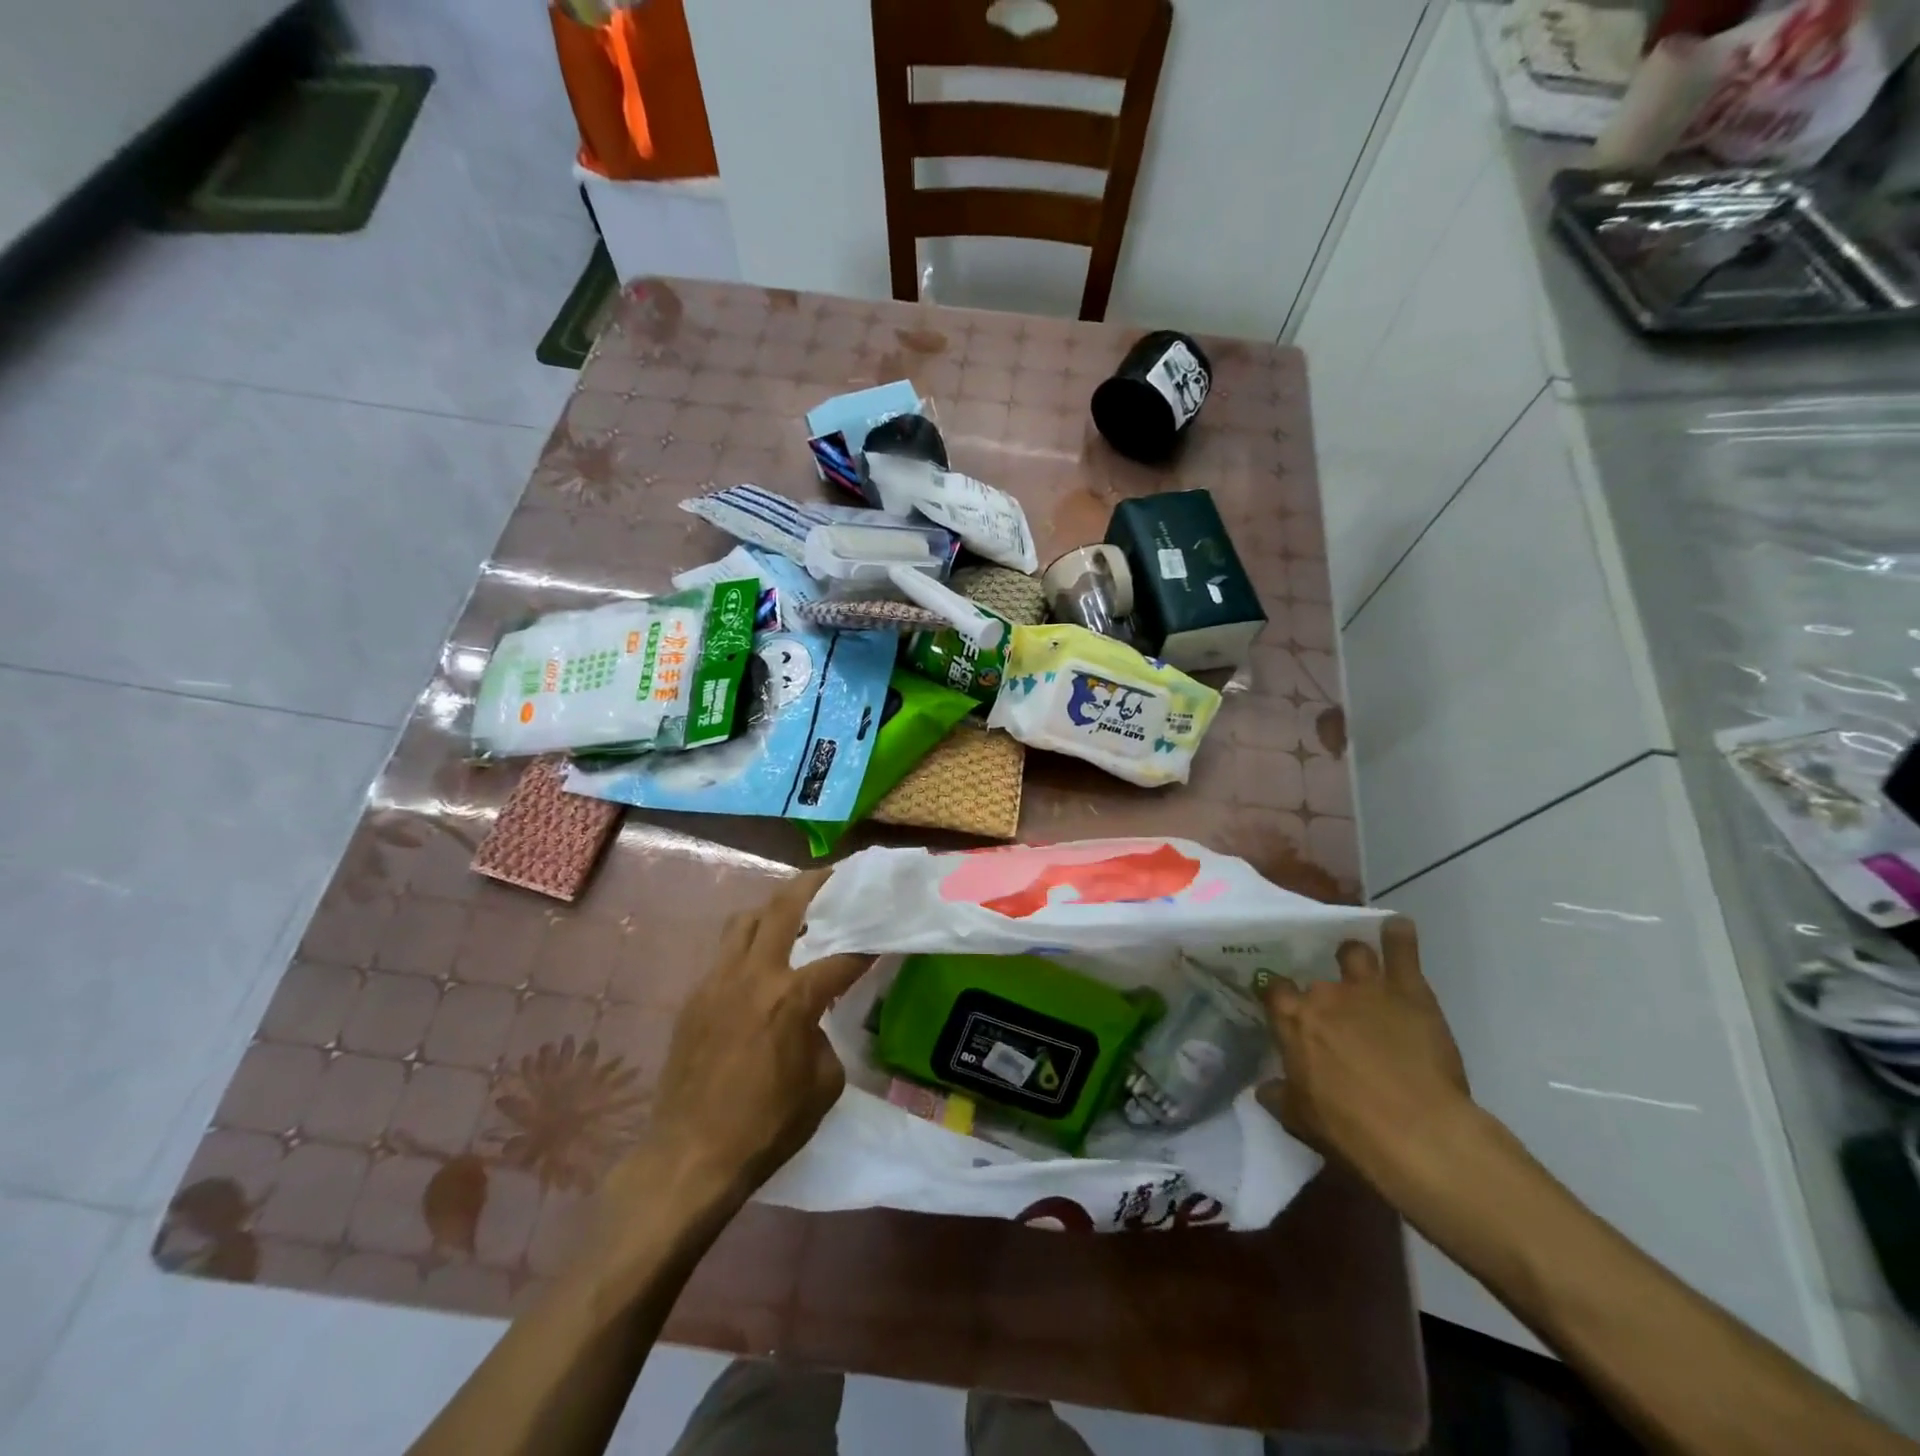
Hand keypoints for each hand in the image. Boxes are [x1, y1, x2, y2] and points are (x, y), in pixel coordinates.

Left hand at [641, 873, 873, 1198]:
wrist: (689, 1157)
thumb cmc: (766, 1126)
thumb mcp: (823, 1084)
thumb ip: (824, 1036)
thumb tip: (813, 1020)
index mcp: (792, 997)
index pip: (842, 956)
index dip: (867, 943)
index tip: (882, 933)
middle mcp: (754, 975)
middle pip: (783, 906)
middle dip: (813, 884)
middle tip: (832, 877)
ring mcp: (717, 981)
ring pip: (745, 919)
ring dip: (772, 909)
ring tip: (792, 915)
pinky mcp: (694, 997)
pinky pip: (725, 954)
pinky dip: (748, 946)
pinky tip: (759, 968)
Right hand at [1257, 918, 1472, 1186]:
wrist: (1416, 1133)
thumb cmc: (1349, 1129)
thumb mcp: (1299, 1119)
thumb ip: (1278, 1095)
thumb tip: (1264, 1088)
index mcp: (1292, 1020)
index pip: (1274, 990)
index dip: (1279, 995)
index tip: (1283, 1003)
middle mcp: (1322, 994)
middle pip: (1314, 978)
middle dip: (1322, 991)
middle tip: (1333, 1009)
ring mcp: (1365, 987)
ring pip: (1353, 953)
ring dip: (1355, 958)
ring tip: (1361, 967)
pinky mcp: (1408, 990)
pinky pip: (1402, 951)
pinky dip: (1398, 936)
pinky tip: (1397, 927)